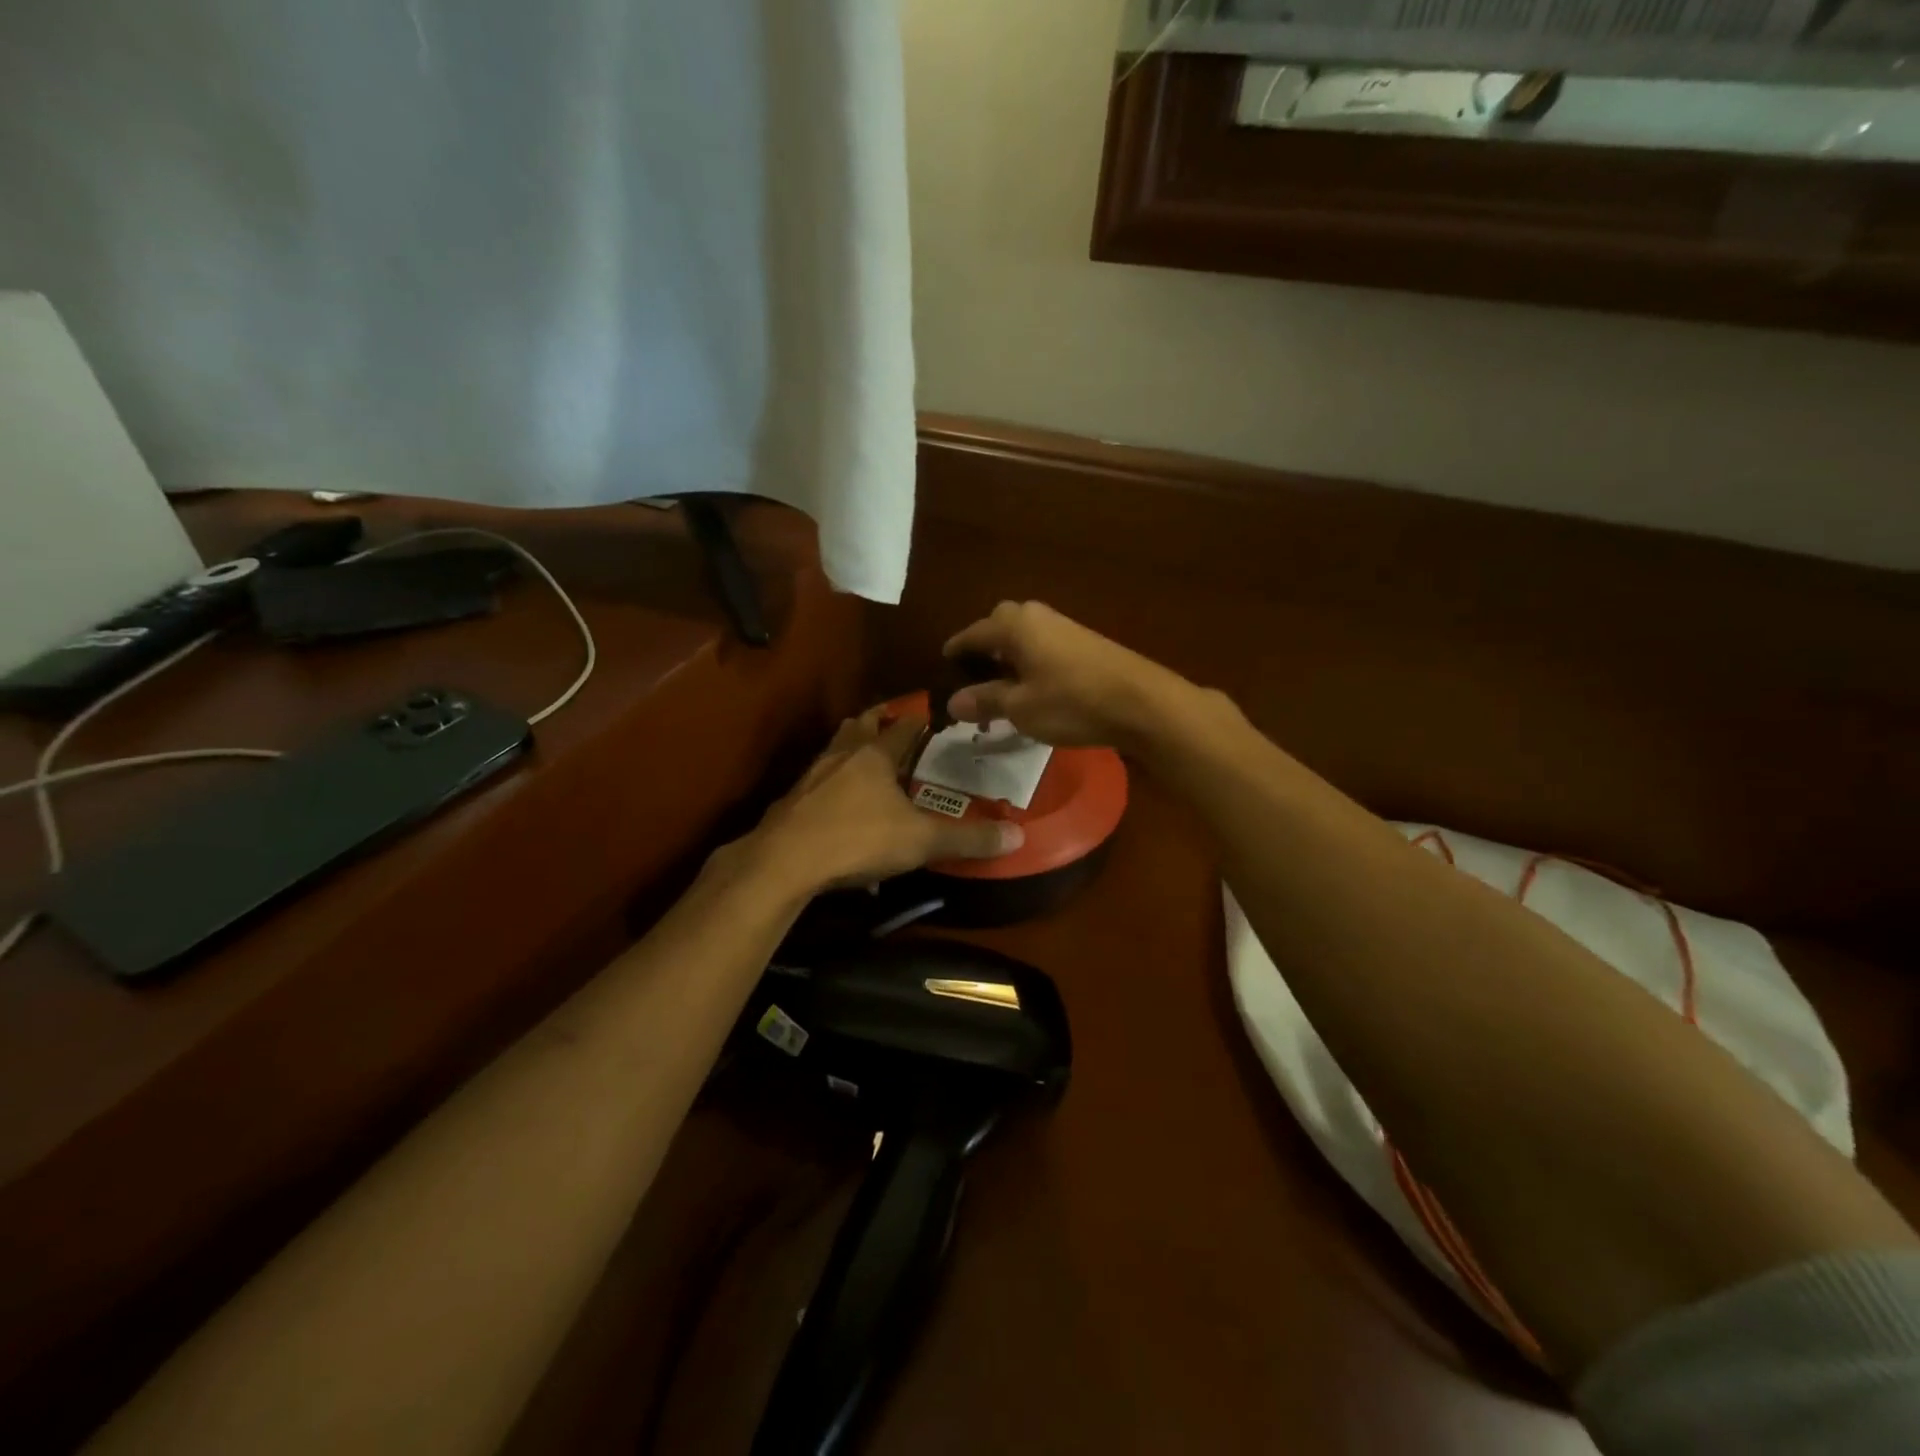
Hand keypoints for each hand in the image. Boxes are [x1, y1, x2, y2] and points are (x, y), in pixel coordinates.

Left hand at [747, 707, 1022, 894]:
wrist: (785, 861)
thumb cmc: (858, 839)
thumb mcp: (921, 841)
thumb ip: (968, 839)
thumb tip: (1018, 837)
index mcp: (875, 755)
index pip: (902, 726)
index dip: (918, 719)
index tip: (931, 715)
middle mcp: (842, 756)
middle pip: (859, 726)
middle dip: (876, 722)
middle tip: (891, 723)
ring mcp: (811, 777)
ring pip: (833, 749)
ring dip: (848, 748)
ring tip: (861, 756)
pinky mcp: (791, 801)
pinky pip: (815, 781)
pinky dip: (828, 782)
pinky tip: (833, 802)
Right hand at [942, 601, 1183, 748]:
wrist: (1141, 702)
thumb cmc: (1071, 702)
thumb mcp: (1020, 707)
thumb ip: (985, 700)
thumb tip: (953, 701)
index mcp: (1015, 626)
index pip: (973, 633)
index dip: (955, 650)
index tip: (943, 664)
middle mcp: (1038, 617)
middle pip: (1000, 624)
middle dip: (985, 646)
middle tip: (976, 675)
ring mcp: (1065, 627)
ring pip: (1025, 636)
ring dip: (1009, 656)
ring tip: (1003, 688)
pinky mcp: (1085, 643)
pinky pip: (1044, 646)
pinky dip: (1031, 662)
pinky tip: (1035, 688)